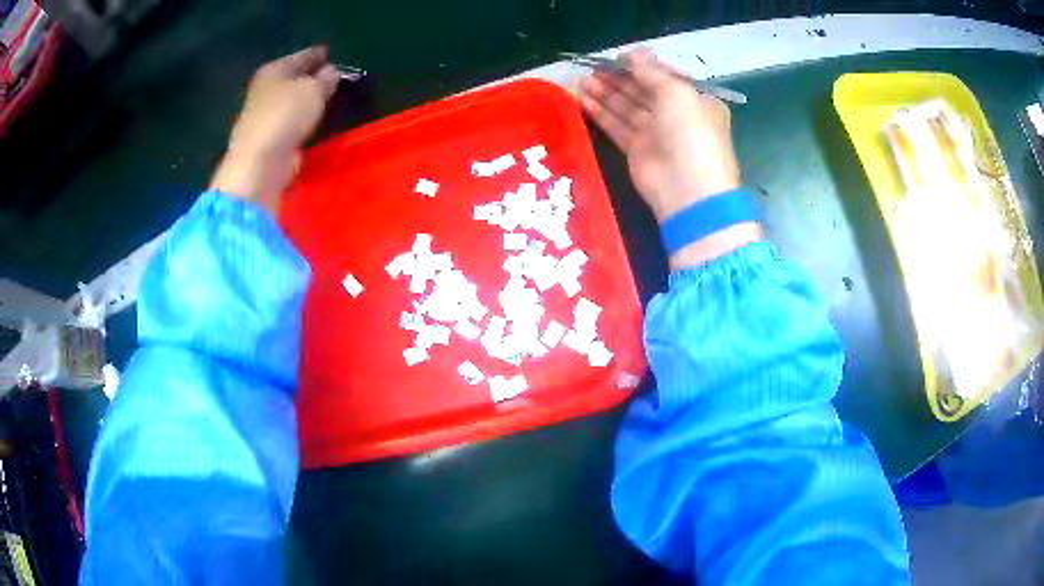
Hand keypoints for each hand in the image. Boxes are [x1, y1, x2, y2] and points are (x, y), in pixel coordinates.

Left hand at [210, 46, 340, 214]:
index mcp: (275, 69)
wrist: (260, 162)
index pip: (303, 55)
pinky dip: (300, 119)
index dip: (319, 54)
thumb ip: (327, 78)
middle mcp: (265, 87)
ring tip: (327, 98)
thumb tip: (331, 72)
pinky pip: (290, 121)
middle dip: (311, 76)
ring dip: (306, 99)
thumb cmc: (286, 116)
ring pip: (291, 99)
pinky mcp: (266, 137)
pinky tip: (312, 120)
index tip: (332, 53)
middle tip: (333, 76)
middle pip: (294, 77)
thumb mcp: (314, 89)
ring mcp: (263, 114)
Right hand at [579, 48, 759, 267]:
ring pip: (627, 108)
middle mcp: (677, 116)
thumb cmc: (690, 133)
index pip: (665, 77)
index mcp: (695, 100)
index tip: (616, 57)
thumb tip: (633, 52)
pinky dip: (601, 113)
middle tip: (592, 67)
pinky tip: (582, 99)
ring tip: (581, 80)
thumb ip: (651, 71)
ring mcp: (657, 135)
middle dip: (619, 78)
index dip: (641, 66)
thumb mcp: (676, 92)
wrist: (687, 190)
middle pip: (643, 91)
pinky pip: (617, 127)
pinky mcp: (638, 152)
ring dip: (605, 93)